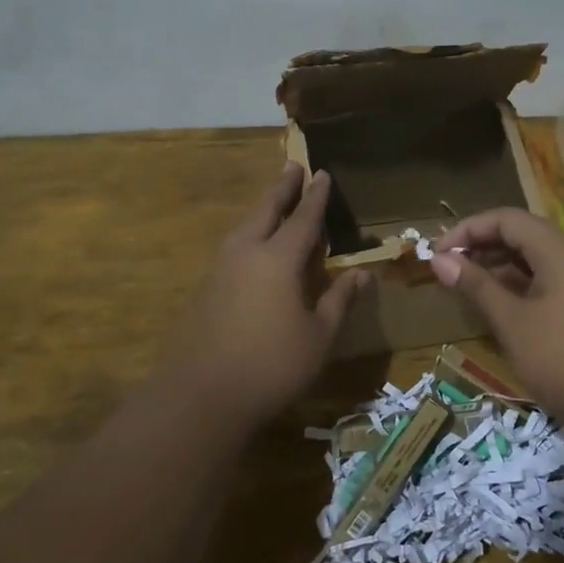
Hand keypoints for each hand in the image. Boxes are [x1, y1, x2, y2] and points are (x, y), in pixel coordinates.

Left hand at [160, 163, 366, 428]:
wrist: (201, 396)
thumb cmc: (272, 366)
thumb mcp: (318, 336)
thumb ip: (339, 300)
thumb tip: (362, 273)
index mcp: (278, 260)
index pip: (303, 219)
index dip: (316, 197)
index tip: (322, 174)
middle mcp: (246, 254)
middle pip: (265, 210)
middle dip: (281, 188)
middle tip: (292, 166)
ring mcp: (220, 271)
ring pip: (244, 227)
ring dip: (261, 209)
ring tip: (273, 202)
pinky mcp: (204, 291)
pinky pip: (233, 249)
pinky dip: (248, 236)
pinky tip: (253, 250)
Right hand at [429, 208, 563, 434]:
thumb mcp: (513, 323)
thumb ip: (477, 286)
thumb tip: (440, 260)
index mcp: (562, 252)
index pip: (508, 219)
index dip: (469, 230)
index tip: (438, 254)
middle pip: (524, 235)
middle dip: (482, 246)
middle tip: (447, 269)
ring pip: (537, 260)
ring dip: (500, 267)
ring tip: (465, 286)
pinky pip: (550, 281)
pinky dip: (520, 286)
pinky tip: (498, 306)